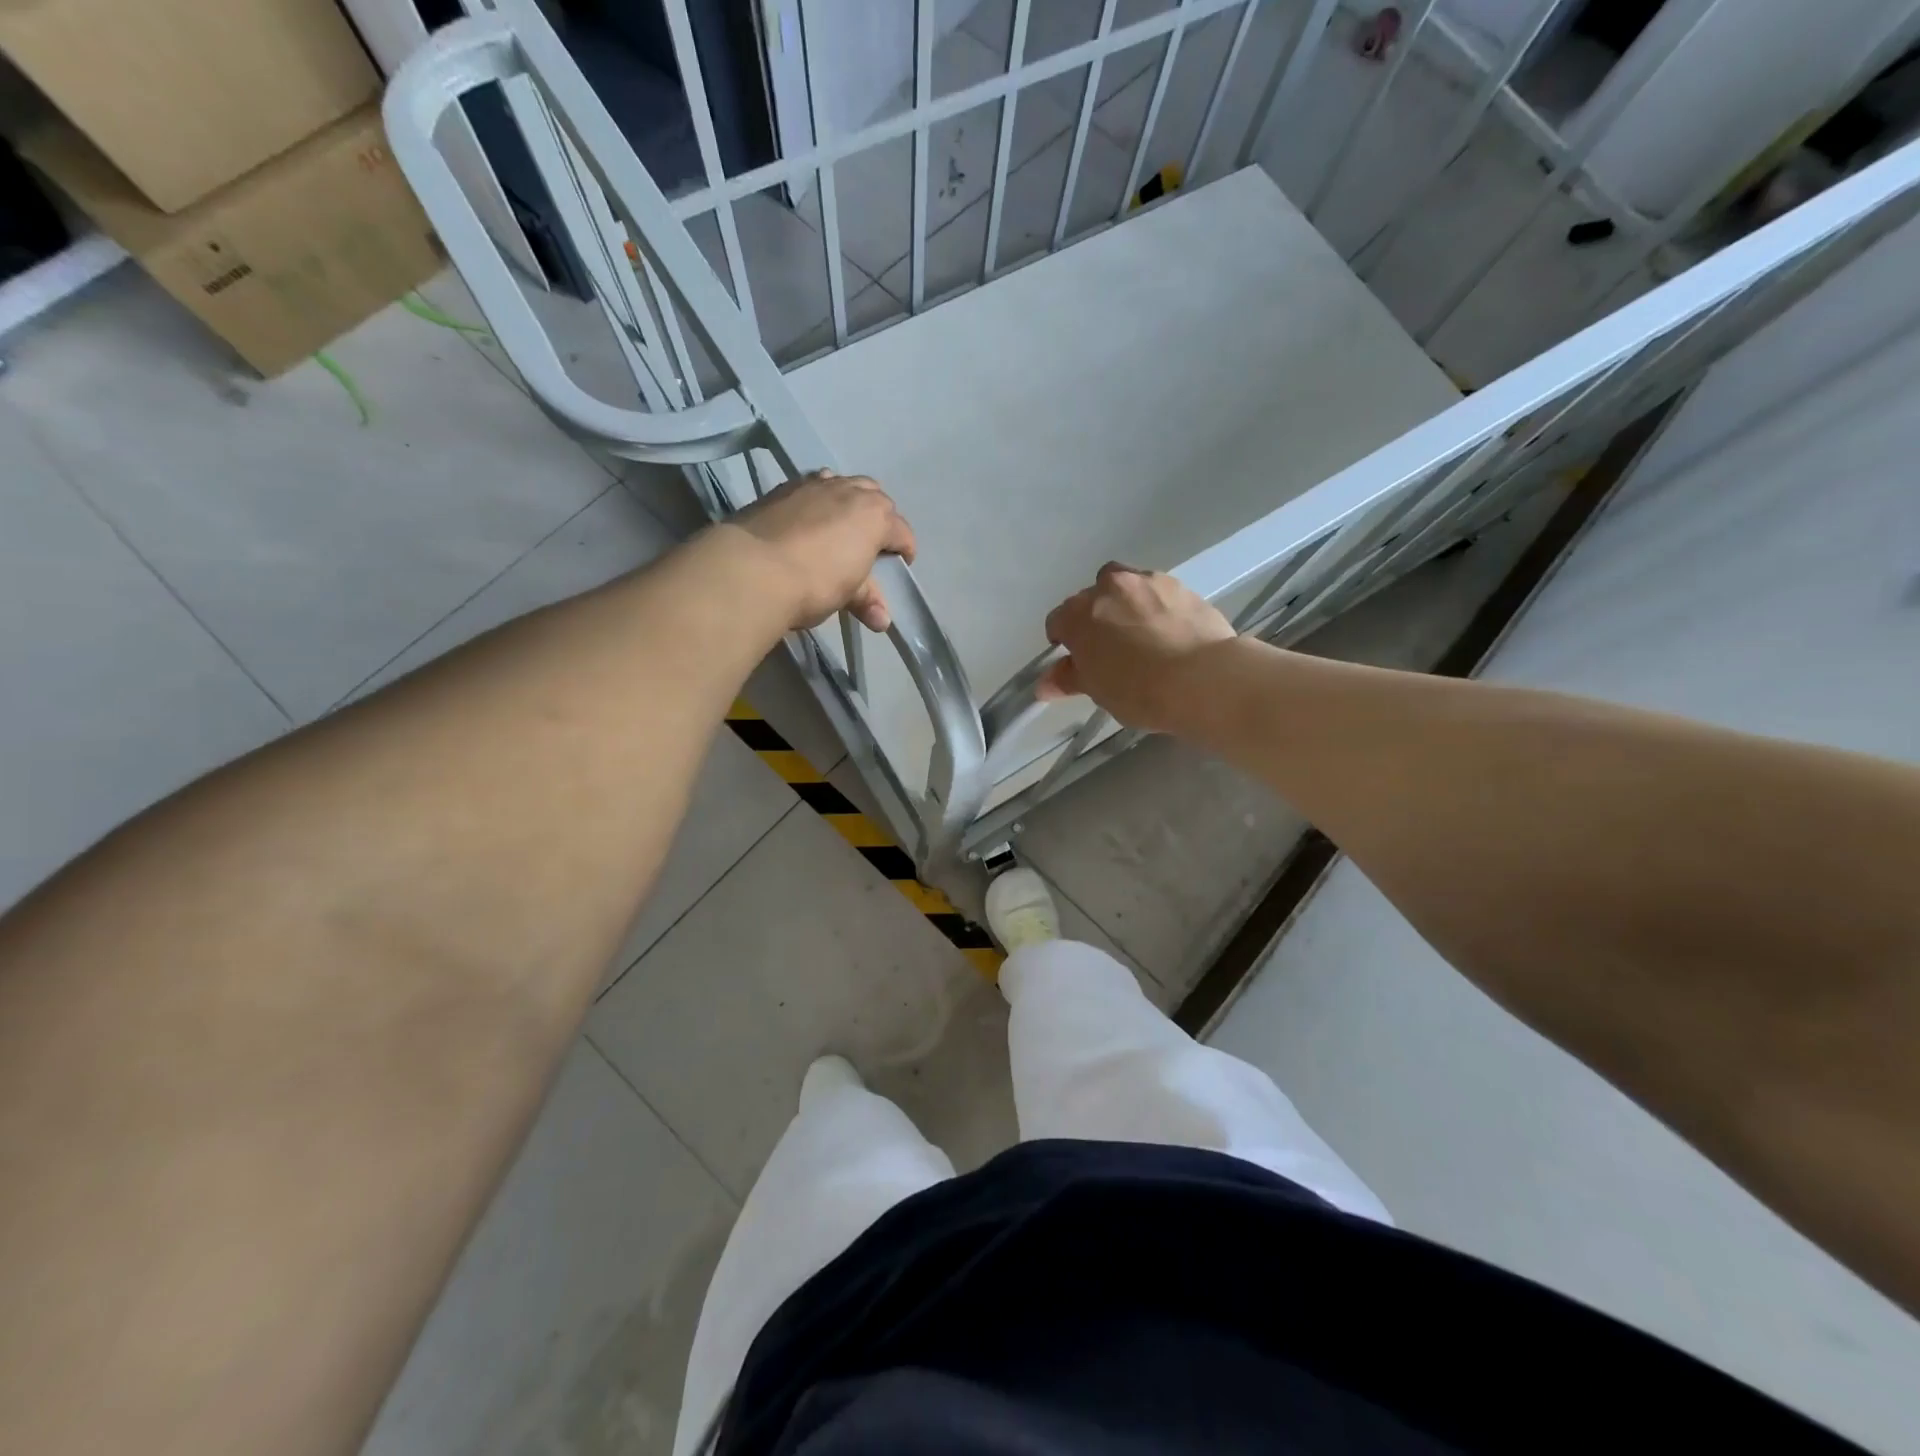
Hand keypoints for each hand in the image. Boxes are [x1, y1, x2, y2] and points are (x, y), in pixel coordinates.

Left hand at [729, 471, 916, 631]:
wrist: (752, 569)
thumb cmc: (814, 583)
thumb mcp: (847, 594)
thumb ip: (867, 600)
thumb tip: (882, 621)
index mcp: (874, 516)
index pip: (901, 531)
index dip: (904, 550)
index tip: (900, 566)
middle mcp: (849, 491)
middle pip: (876, 497)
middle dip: (880, 519)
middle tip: (871, 545)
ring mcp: (814, 485)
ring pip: (844, 484)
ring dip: (850, 501)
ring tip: (842, 526)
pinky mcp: (783, 488)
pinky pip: (813, 486)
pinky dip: (819, 499)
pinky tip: (809, 519)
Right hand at [1038, 562, 1236, 732]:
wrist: (1204, 679)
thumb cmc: (1139, 690)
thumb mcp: (1098, 690)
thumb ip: (1069, 679)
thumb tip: (1045, 683)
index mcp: (1079, 614)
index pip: (1058, 621)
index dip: (1064, 641)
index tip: (1077, 660)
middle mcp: (1109, 587)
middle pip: (1091, 598)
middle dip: (1095, 618)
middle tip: (1109, 648)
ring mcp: (1147, 582)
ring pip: (1126, 587)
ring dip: (1125, 604)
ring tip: (1140, 634)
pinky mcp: (1181, 586)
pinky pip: (1158, 593)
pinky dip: (1155, 607)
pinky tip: (1168, 631)